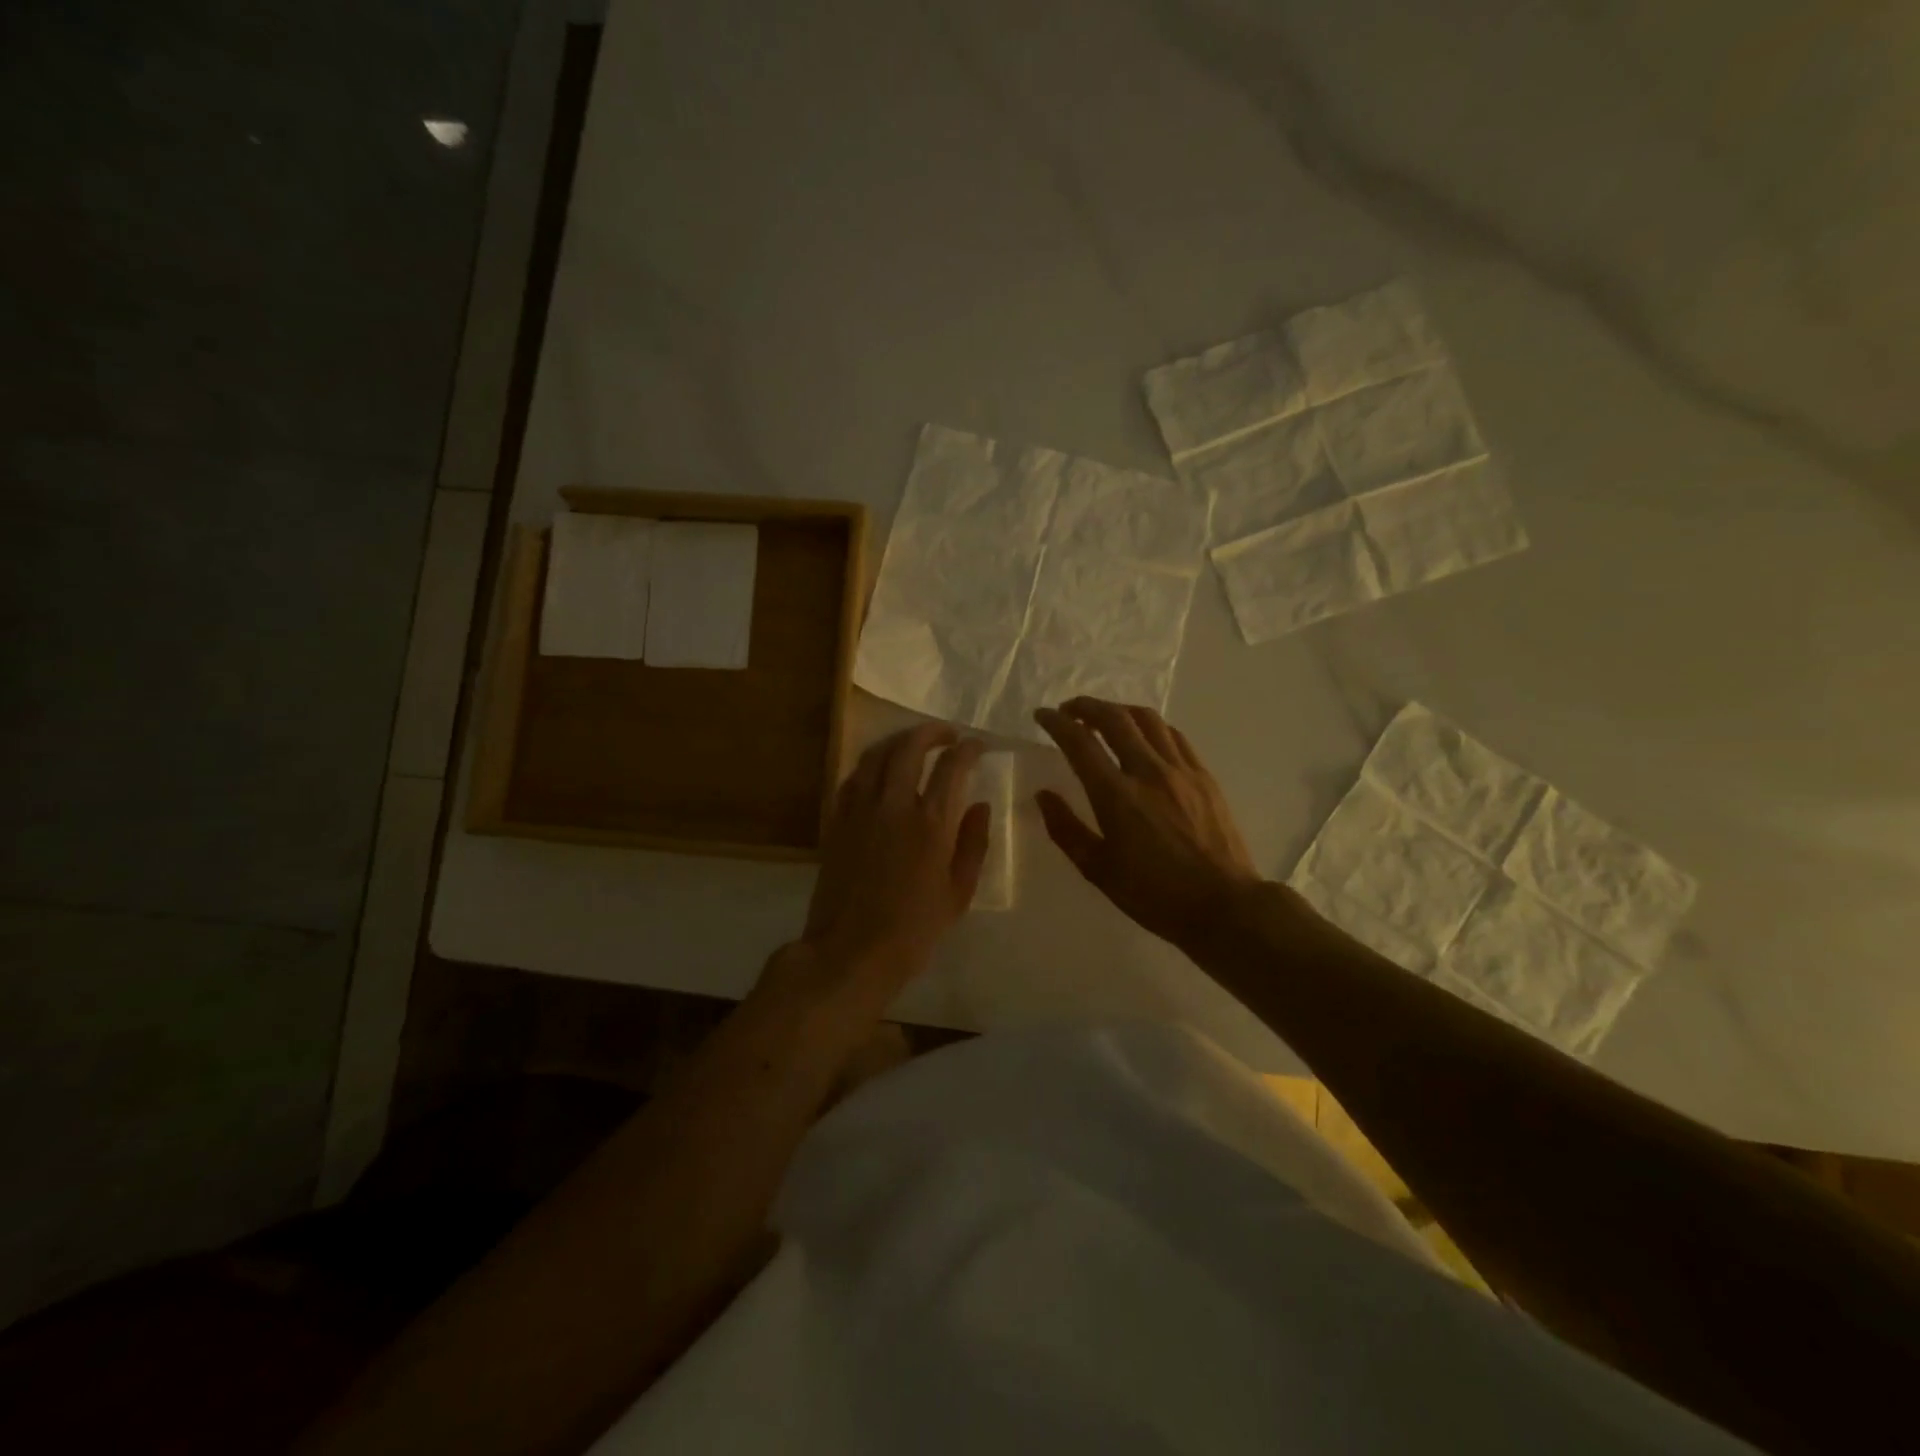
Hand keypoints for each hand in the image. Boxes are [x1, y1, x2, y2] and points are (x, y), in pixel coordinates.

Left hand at [799, 723, 990, 992]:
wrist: (851, 951)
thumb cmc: (914, 929)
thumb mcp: (959, 893)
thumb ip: (973, 843)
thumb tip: (981, 805)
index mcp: (931, 823)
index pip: (952, 766)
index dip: (968, 749)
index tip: (977, 746)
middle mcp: (894, 804)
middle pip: (909, 747)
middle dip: (931, 731)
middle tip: (947, 734)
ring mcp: (859, 809)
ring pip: (876, 754)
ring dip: (898, 740)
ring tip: (913, 742)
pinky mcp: (836, 820)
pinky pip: (853, 776)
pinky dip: (871, 764)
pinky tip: (880, 770)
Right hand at [1034, 698, 1261, 948]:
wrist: (1223, 905)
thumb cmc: (1154, 894)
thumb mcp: (1098, 870)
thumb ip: (1066, 829)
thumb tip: (1043, 795)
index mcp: (1116, 796)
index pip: (1080, 742)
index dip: (1057, 722)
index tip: (1043, 715)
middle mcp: (1148, 771)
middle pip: (1114, 718)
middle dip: (1086, 706)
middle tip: (1069, 710)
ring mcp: (1181, 770)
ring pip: (1147, 719)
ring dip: (1119, 710)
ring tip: (1104, 718)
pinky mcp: (1204, 776)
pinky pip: (1174, 735)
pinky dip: (1150, 726)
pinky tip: (1144, 736)